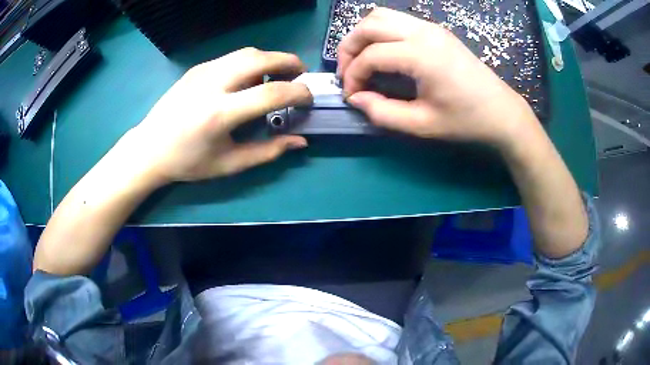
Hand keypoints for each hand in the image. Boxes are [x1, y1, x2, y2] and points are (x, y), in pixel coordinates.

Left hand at [121, 47, 311, 185]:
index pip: (271, 93)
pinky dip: (251, 62)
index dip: (298, 93)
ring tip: (277, 76)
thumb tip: (300, 142)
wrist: (149, 148)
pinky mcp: (198, 67)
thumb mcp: (229, 164)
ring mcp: (203, 71)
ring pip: (248, 52)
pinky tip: (248, 80)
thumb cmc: (188, 162)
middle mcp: (212, 84)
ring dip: (271, 59)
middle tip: (300, 76)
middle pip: (261, 58)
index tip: (308, 100)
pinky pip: (232, 57)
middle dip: (289, 62)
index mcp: (220, 113)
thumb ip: (268, 152)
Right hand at [338, 8, 538, 148]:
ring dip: (363, 35)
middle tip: (348, 73)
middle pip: (369, 25)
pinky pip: (396, 20)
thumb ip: (383, 112)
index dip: (353, 75)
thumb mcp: (422, 125)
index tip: (351, 96)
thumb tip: (356, 98)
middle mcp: (423, 32)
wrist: (501, 111)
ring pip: (381, 15)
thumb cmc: (465, 120)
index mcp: (421, 55)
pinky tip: (382, 52)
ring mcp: (430, 27)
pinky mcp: (435, 30)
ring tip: (361, 60)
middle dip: (349, 47)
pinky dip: (379, 32)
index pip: (371, 55)